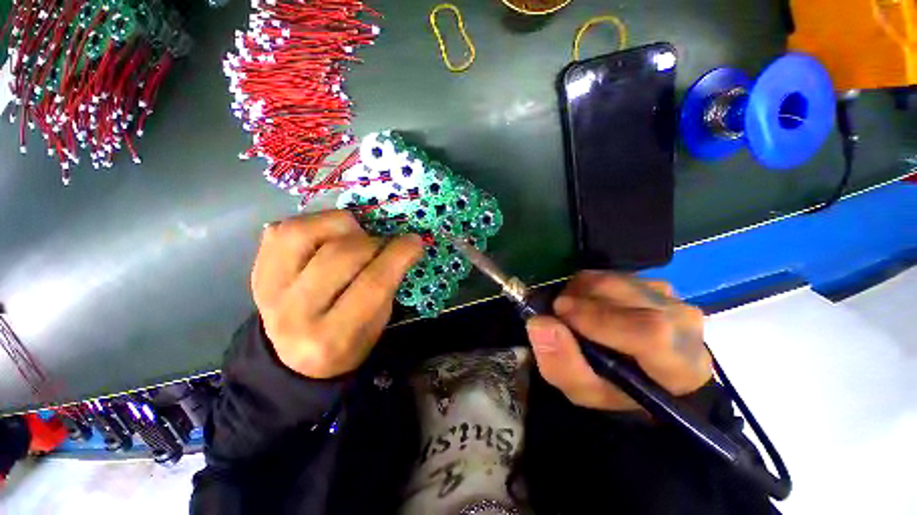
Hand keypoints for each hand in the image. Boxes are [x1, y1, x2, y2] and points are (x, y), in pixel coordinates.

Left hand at [251, 210, 422, 378]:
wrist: (293, 358)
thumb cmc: (347, 343)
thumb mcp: (377, 325)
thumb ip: (387, 285)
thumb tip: (400, 245)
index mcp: (333, 338)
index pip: (373, 284)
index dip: (398, 255)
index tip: (414, 242)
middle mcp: (295, 314)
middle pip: (341, 255)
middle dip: (374, 242)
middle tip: (385, 245)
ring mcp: (268, 289)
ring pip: (304, 233)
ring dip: (342, 226)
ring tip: (355, 235)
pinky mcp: (257, 270)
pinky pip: (283, 230)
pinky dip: (314, 223)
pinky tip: (329, 236)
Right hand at [526, 271, 710, 410]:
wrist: (645, 374)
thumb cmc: (617, 390)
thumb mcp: (584, 391)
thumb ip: (562, 364)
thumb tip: (539, 323)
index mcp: (680, 364)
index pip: (649, 331)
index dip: (597, 318)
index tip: (559, 312)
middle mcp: (684, 322)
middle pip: (624, 293)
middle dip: (578, 297)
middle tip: (558, 312)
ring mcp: (670, 296)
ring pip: (613, 279)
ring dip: (580, 291)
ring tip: (572, 311)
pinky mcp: (653, 283)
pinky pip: (611, 275)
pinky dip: (588, 286)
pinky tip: (588, 305)